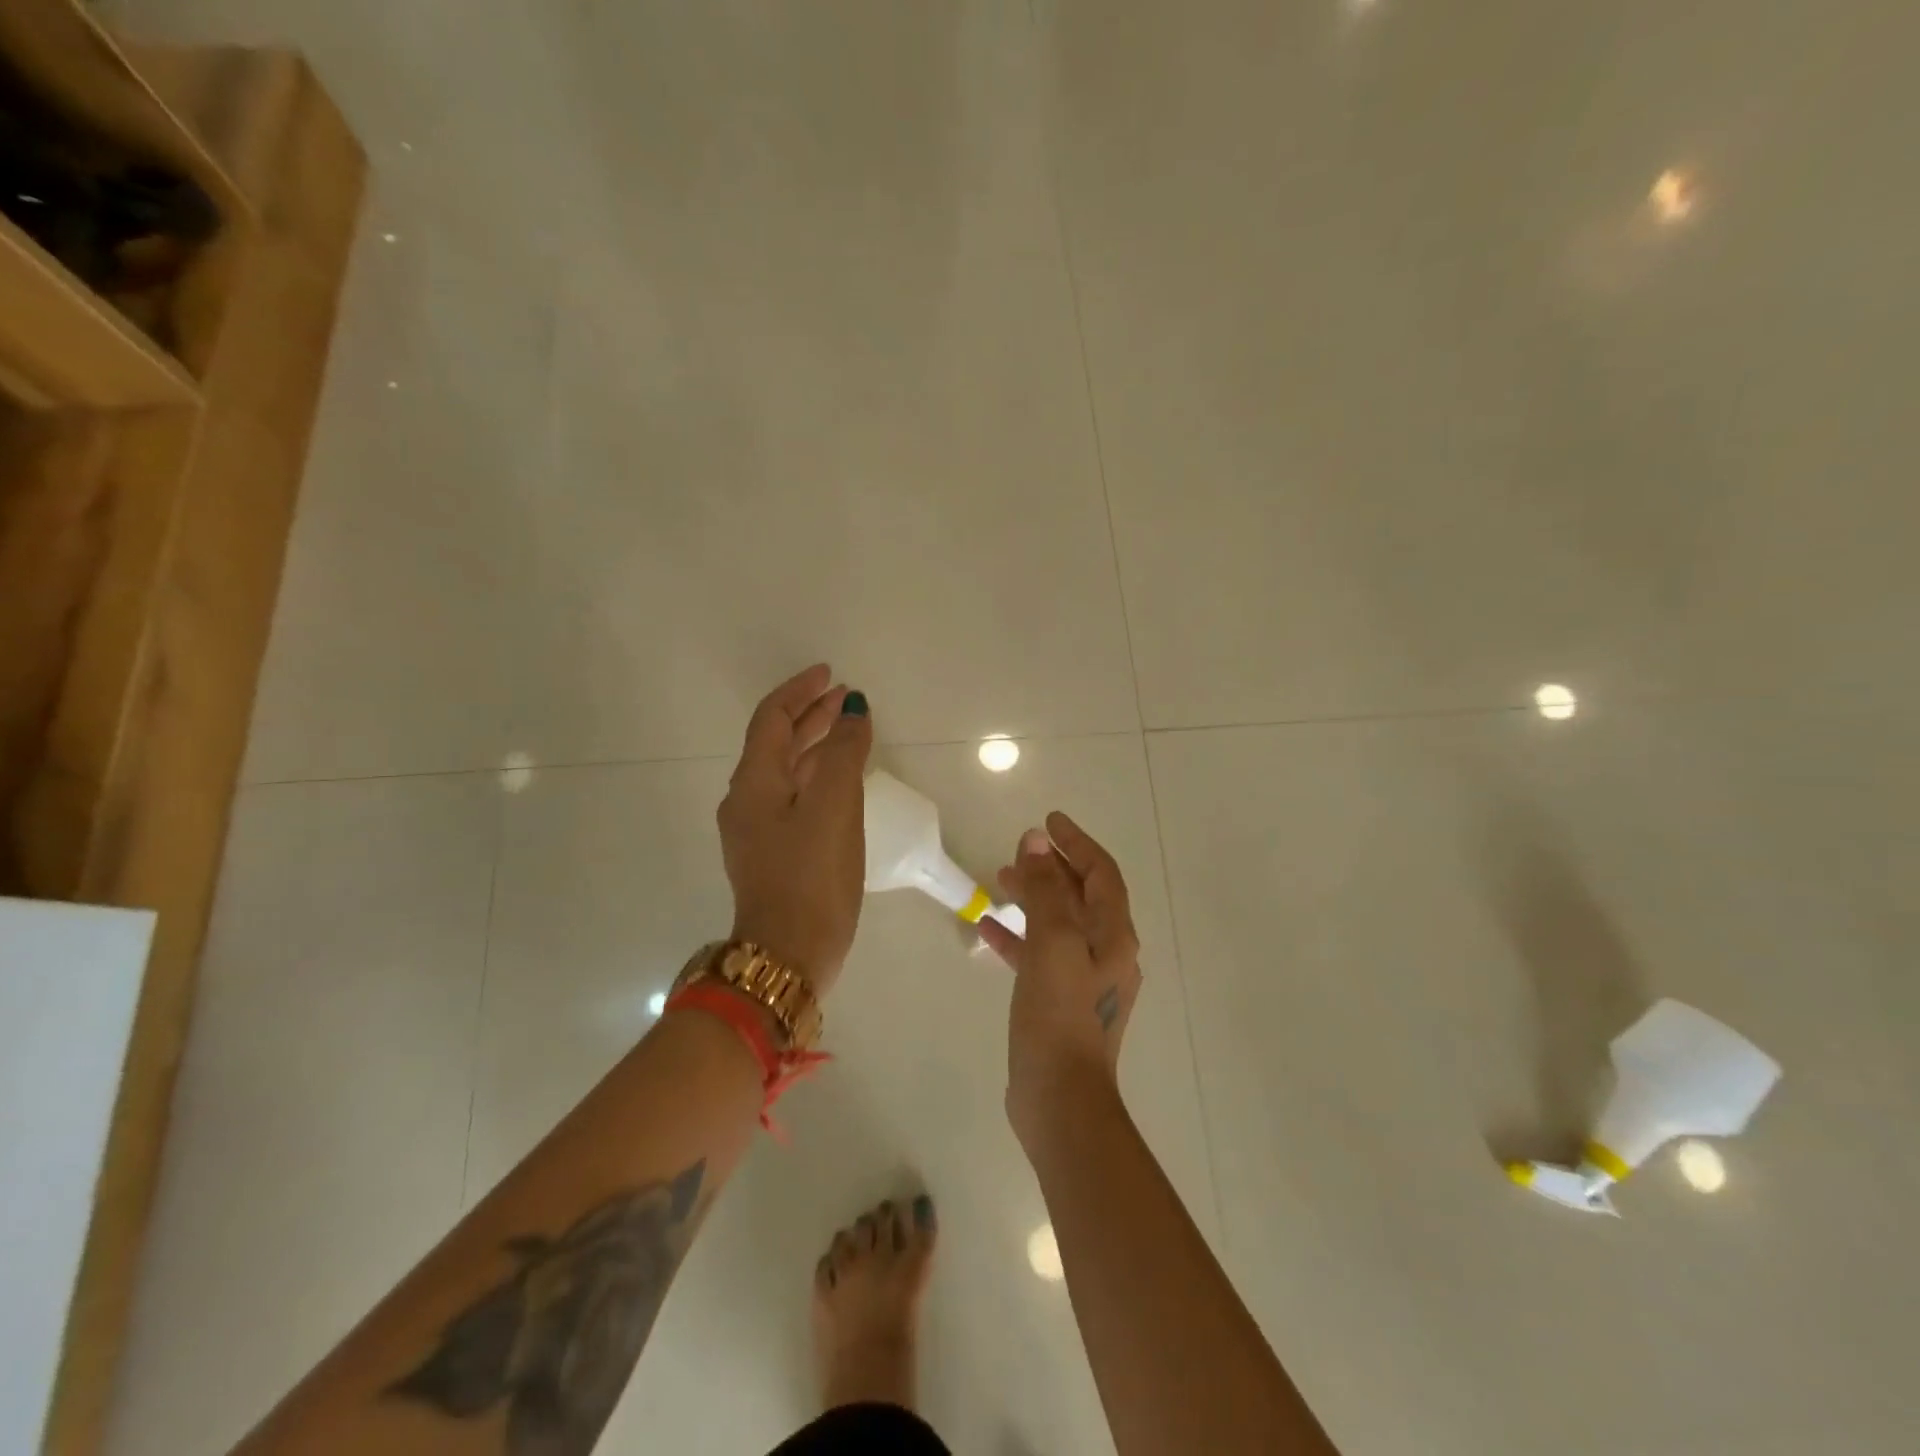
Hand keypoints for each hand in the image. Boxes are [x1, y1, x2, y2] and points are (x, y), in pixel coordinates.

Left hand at [717, 664, 872, 996]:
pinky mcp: (774, 854)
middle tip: (847, 699)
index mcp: (754, 783)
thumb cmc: (811, 876)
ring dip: (817, 746)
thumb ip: (845, 753)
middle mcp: (747, 801)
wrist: (789, 954)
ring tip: (851, 731)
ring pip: (787, 771)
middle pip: (777, 743)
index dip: (800, 692)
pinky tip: (842, 783)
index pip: (772, 719)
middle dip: (811, 716)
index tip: (830, 675)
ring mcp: (758, 830)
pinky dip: (818, 777)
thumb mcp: (834, 806)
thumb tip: (853, 712)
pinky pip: (795, 798)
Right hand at [979, 812, 1141, 1144]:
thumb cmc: (1060, 1015)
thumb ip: (1045, 890)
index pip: (1101, 873)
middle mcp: (1106, 953)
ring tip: (1000, 880)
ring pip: (1058, 923)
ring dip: (1033, 898)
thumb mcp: (1052, 943)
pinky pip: (1041, 955)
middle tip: (1017, 852)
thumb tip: (1036, 842)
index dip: (1076, 842)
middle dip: (1051, 868)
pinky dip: (1020, 937)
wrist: (1062, 1100)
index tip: (1048, 820)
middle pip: (1080, 895)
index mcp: (1114, 935)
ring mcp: (1084, 980)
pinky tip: (989, 931)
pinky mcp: (1060, 1002)